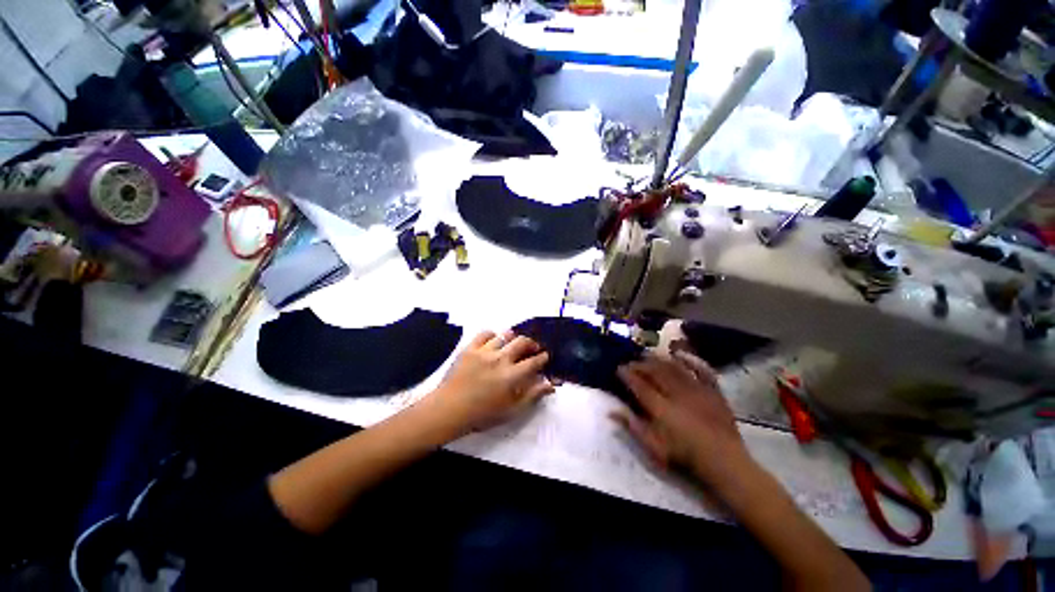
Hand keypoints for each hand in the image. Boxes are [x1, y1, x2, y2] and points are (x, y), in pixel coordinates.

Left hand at [423, 330, 553, 434]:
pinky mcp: (470, 348)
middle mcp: (500, 359)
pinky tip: (493, 341)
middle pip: (522, 342)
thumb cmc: (482, 414)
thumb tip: (550, 385)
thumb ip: (532, 396)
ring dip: (513, 338)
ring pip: (504, 336)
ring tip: (513, 343)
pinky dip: (492, 335)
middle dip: (531, 343)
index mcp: (512, 376)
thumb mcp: (511, 410)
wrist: (449, 409)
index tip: (545, 356)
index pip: (534, 361)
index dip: (542, 357)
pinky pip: (484, 334)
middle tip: (533, 348)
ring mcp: (484, 351)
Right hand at [614, 350, 752, 487]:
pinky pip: (701, 369)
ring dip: (659, 359)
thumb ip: (632, 426)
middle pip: (655, 371)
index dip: (627, 374)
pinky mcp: (713, 390)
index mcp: (661, 407)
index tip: (619, 368)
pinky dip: (690, 360)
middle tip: (631, 362)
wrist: (724, 462)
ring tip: (648, 355)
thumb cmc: (684, 456)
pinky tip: (679, 354)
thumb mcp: (654, 447)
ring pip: (673, 367)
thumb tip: (611, 411)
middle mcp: (676, 393)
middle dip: (640, 364)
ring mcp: (696, 389)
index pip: (639, 384)